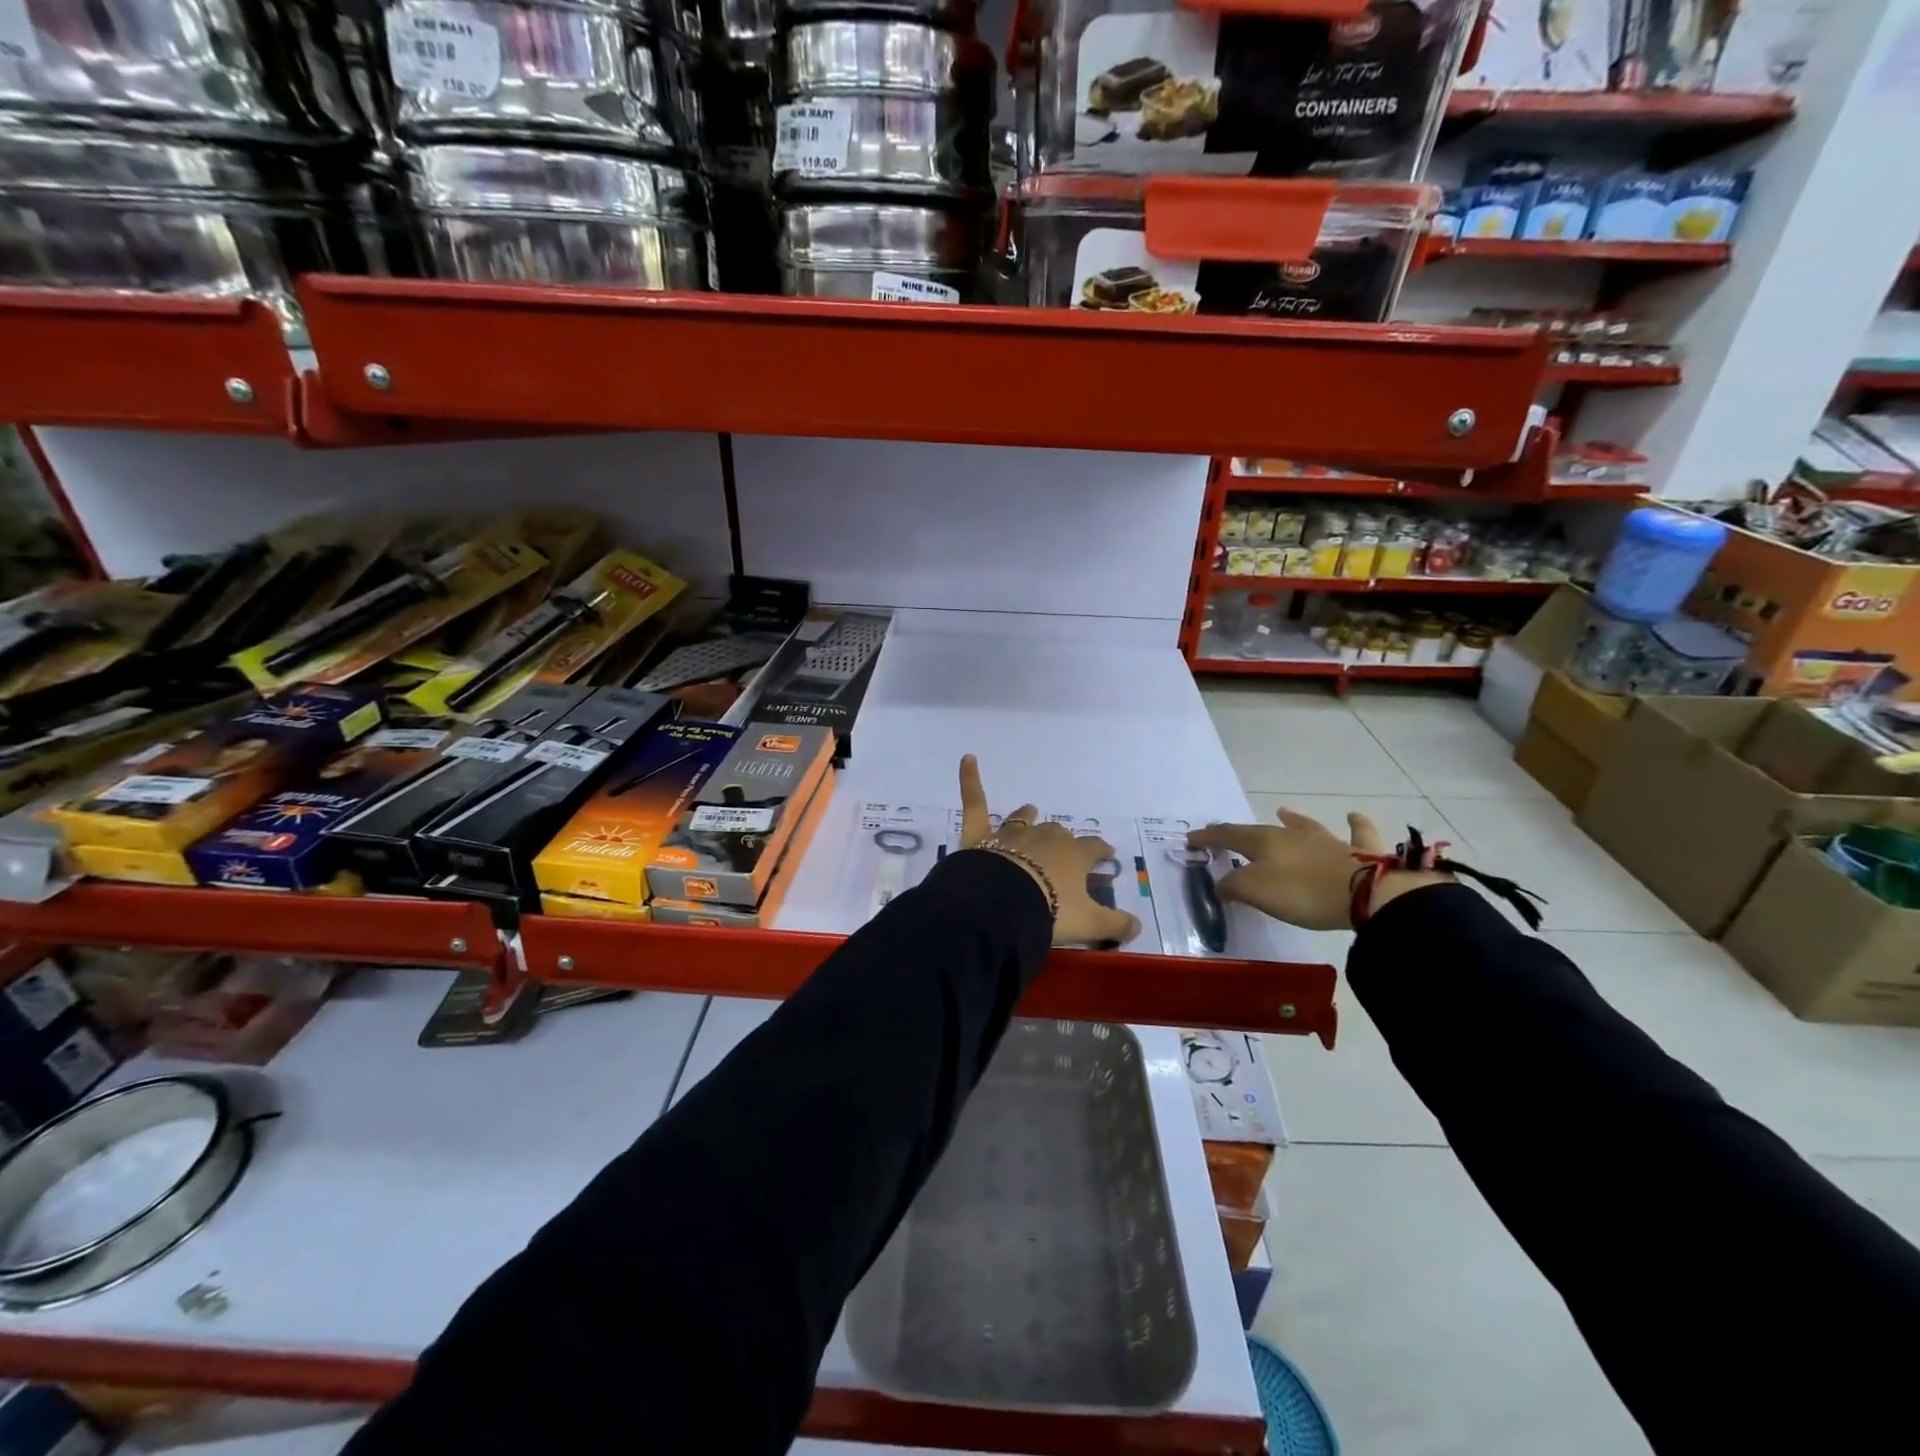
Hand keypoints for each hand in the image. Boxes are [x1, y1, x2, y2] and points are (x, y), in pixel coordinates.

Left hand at [958, 755, 1142, 947]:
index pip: (1094, 848)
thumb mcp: (1090, 924)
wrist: (1002, 905)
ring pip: (1023, 817)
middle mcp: (1045, 837)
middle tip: (1064, 852)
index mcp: (1073, 855)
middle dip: (1062, 840)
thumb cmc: (1051, 911)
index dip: (1101, 851)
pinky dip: (970, 779)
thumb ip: (1116, 924)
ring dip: (1028, 815)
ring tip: (1030, 811)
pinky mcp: (979, 834)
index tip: (1107, 854)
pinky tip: (968, 759)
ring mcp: (1011, 833)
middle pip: (1058, 833)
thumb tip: (1138, 926)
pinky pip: (974, 802)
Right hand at [1188, 808, 1452, 930]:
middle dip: (1241, 832)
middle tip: (1227, 832)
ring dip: (1292, 820)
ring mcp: (1326, 840)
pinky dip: (1354, 823)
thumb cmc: (1302, 891)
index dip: (1209, 837)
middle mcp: (1292, 835)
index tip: (1191, 839)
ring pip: (1304, 826)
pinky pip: (1356, 833)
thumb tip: (1221, 883)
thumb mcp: (1255, 891)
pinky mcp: (1358, 852)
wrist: (1366, 894)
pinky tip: (1353, 815)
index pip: (1229, 835)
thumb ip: (1233, 885)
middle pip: (1261, 830)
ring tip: (1282, 812)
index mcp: (1265, 841)